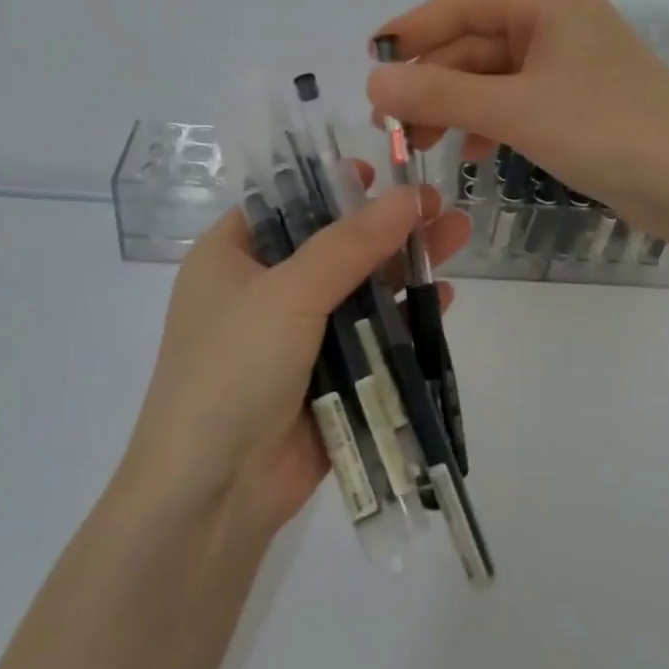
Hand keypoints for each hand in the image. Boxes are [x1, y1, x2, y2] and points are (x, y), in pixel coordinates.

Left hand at [124, 174, 470, 535]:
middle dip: (385, 225)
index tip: (380, 173)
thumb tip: (408, 195)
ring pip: (357, 289)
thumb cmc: (233, 370)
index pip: (285, 203)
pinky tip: (443, 299)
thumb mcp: (288, 293)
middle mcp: (260, 291)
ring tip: (457, 236)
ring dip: (403, 267)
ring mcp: (294, 337)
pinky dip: (403, 318)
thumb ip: (351, 244)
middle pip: (332, 244)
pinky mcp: (325, 378)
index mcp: (230, 258)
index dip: (332, 185)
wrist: (212, 496)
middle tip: (437, 203)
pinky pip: (369, 337)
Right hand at [367, 0, 668, 232]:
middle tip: (389, 122)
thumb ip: (441, 95)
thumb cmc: (607, 131)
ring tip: (420, 145)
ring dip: (454, 106)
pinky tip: (474, 154)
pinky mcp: (576, 101)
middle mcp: (558, 23)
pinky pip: (516, 101)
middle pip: (475, 42)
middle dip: (431, 81)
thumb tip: (372, 82)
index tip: (370, 60)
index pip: (463, 2)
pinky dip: (488, 122)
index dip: (413, 28)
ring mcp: (569, 64)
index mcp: (550, 3)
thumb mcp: (516, 111)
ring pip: (492, 76)